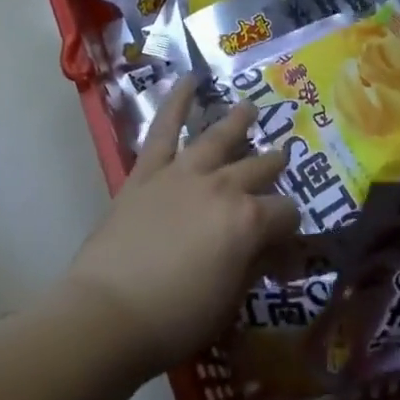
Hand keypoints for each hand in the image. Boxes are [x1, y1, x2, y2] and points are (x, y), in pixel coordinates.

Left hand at [63, 75, 301, 378]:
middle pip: (259, 169)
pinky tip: (188, 80)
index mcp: (249, 221)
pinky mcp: (147, 173)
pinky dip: (176, 103)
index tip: (286, 246)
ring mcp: (184, 174)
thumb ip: (254, 267)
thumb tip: (271, 252)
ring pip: (219, 138)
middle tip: (281, 159)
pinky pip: (163, 130)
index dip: (291, 230)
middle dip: (273, 166)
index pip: (287, 213)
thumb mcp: (231, 301)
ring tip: (249, 108)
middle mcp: (223, 187)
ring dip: (237, 122)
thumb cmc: (176, 318)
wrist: (108, 314)